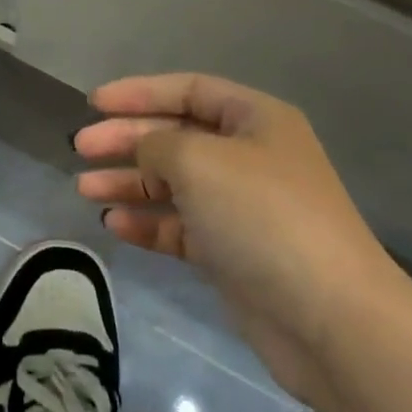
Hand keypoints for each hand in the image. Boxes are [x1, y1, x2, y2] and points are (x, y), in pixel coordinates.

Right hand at [74, 73, 409, 396]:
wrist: (332, 321)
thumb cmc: (263, 217)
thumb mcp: (200, 161)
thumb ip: (158, 144)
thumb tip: (143, 149)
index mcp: (254, 119)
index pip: (188, 90)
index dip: (139, 92)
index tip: (94, 103)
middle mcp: (249, 156)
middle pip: (176, 136)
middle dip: (127, 139)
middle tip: (80, 148)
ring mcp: (242, 207)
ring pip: (175, 183)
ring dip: (130, 182)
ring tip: (85, 189)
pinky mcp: (234, 254)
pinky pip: (182, 226)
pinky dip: (149, 223)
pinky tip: (115, 225)